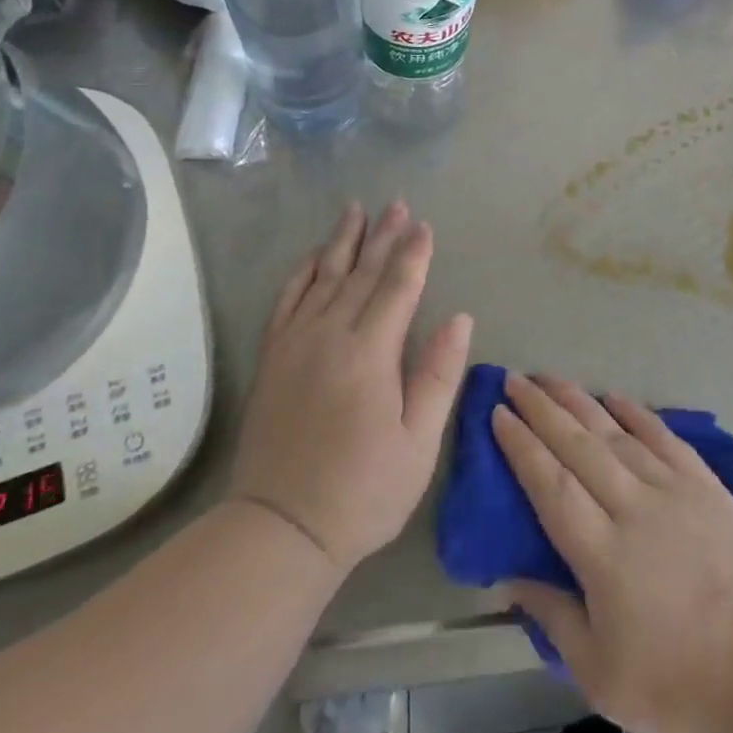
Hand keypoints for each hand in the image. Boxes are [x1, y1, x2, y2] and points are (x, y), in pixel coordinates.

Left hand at [228, 202, 473, 574]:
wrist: (280, 528)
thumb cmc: (363, 491)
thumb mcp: (418, 443)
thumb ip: (438, 375)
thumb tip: (460, 318)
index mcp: (369, 354)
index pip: (397, 289)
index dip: (413, 255)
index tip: (425, 226)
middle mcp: (329, 336)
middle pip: (361, 273)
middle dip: (383, 236)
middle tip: (397, 204)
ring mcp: (295, 344)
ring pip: (322, 277)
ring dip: (343, 242)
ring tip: (356, 210)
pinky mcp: (272, 358)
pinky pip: (286, 300)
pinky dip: (301, 272)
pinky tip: (312, 256)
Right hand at [493, 374, 732, 732]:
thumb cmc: (674, 685)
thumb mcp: (599, 675)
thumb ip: (552, 617)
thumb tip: (509, 577)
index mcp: (602, 555)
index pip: (550, 485)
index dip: (521, 446)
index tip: (498, 414)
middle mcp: (634, 508)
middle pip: (578, 446)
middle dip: (541, 409)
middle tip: (514, 381)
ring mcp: (673, 491)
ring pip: (616, 434)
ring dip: (579, 401)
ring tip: (550, 378)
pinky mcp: (705, 486)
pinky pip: (664, 437)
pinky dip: (637, 413)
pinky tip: (614, 396)